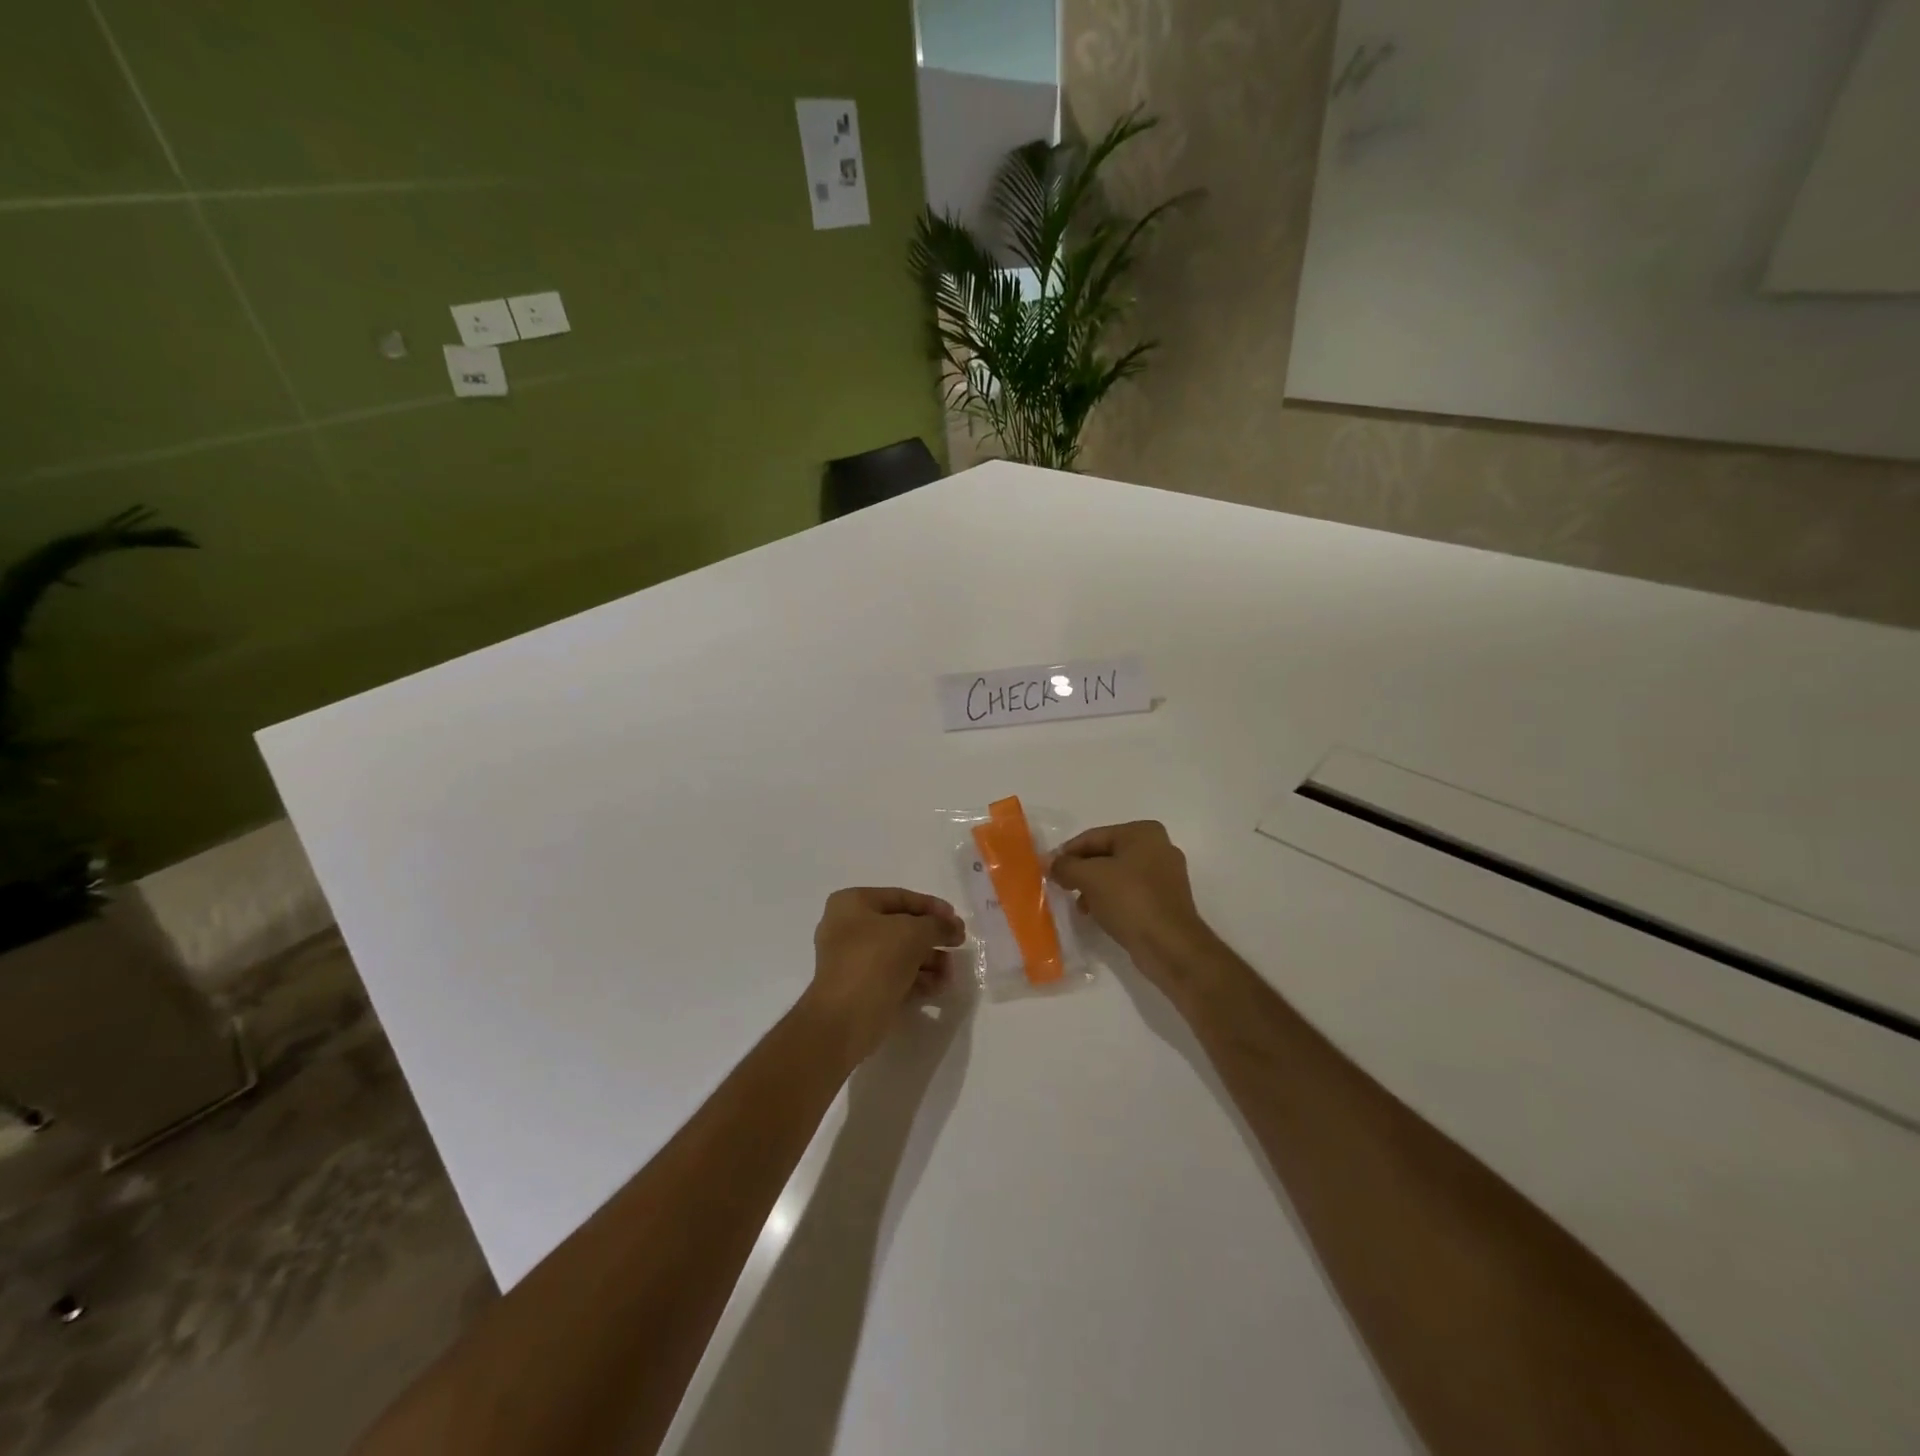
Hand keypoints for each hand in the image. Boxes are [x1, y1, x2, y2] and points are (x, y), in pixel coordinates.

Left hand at [805, 887, 963, 1069]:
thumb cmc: (875, 961)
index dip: (932, 906)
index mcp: (852, 903)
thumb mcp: (914, 933)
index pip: (900, 897)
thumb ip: (938, 925)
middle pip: (900, 927)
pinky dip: (916, 979)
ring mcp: (852, 960)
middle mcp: (848, 928)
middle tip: (958, 945)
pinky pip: (893, 976)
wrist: (844, 1020)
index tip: (956, 919)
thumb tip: (953, 928)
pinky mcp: (860, 988)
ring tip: (950, 973)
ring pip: (899, 954)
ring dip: (929, 960)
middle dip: (932, 937)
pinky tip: (938, 987)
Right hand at [1048, 821, 1217, 989]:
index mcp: (1143, 832)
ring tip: (1080, 907)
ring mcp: (1165, 875)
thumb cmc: (1130, 901)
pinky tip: (1098, 915)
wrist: (1170, 946)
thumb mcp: (1089, 878)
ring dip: (1094, 888)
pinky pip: (1130, 893)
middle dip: (1081, 872)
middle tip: (1061, 888)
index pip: (1093, 837)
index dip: (1067, 854)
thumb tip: (1051, 863)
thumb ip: (1065, 866)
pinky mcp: (1165, 901)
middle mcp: (1158, 847)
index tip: (1048, 871)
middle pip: (1105, 855)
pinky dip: (1111, 900)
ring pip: (1117, 875)